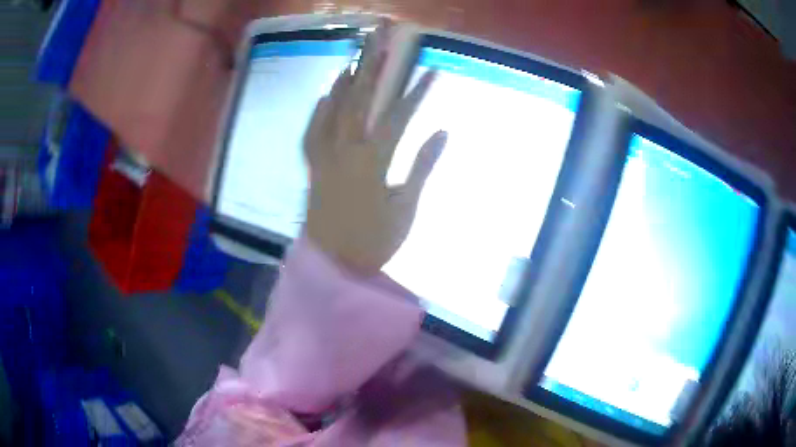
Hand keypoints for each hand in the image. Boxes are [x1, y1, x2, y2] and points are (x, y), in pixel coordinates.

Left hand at [304, 24, 446, 275]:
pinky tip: (324, 95)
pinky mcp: (313, 167)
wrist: (333, 264)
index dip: (417, 92)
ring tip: (353, 57)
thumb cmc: (374, 241)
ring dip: (344, 80)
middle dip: (371, 66)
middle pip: (359, 99)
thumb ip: (422, 167)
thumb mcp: (406, 209)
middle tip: (379, 38)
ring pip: (332, 109)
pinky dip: (317, 111)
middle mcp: (345, 150)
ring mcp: (325, 157)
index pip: (398, 117)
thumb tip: (441, 132)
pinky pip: (311, 133)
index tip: (432, 70)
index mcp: (372, 162)